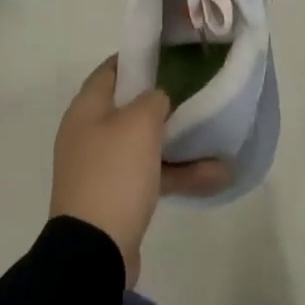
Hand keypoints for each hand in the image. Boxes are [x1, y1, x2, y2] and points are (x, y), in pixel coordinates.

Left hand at [49, 56, 231, 286]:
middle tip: (195, 91)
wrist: (93, 250)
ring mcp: (102, 168)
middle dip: (164, 101)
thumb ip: (152, 99)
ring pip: (145, 144)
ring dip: (180, 142)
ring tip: (217, 138)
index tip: (171, 54)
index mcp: (86, 110)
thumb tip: (156, 99)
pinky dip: (178, 172)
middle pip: (129, 107)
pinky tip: (216, 175)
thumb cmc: (114, 174)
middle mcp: (89, 134)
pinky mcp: (116, 197)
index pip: (111, 70)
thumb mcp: (139, 123)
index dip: (138, 58)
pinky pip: (151, 175)